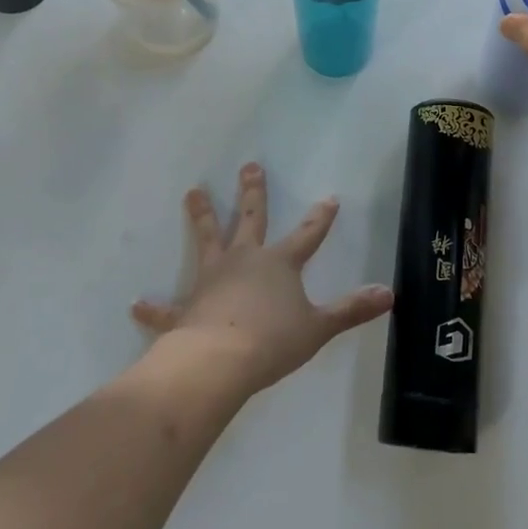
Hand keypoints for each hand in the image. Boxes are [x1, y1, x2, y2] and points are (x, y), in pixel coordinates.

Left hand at [131, 164, 393, 397]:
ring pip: (207, 240)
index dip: (320, 218)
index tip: (329, 197)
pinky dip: (153, 308)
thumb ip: (352, 310)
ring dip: (201, 216)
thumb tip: (390, 294)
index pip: (307, 234)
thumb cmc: (272, 341)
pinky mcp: (186, 309)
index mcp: (279, 264)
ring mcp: (211, 281)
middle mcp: (245, 261)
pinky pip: (167, 309)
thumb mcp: (319, 327)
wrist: (218, 362)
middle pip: (251, 219)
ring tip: (192, 192)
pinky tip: (137, 305)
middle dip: (253, 192)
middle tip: (250, 166)